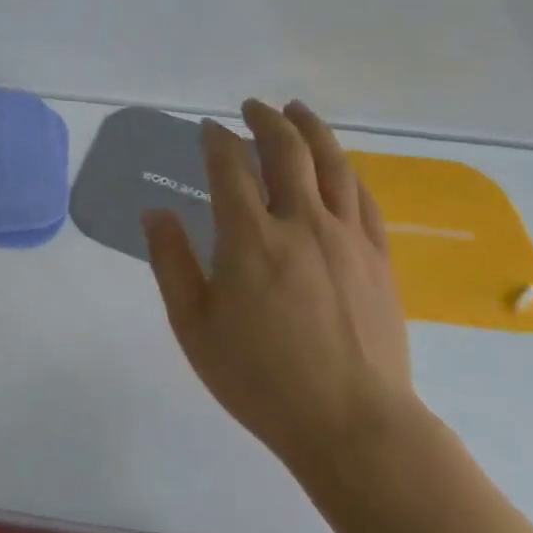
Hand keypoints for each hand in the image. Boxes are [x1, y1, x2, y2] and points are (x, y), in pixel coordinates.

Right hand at [141, 99, 419, 482]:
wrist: (353, 425)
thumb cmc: (261, 379)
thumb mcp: (194, 325)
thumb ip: (171, 262)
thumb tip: (154, 212)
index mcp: (250, 237)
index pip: (230, 167)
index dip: (216, 140)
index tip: (208, 129)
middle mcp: (301, 223)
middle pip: (287, 150)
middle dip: (266, 119)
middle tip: (252, 107)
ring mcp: (346, 237)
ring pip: (332, 163)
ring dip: (311, 130)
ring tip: (297, 112)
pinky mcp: (378, 257)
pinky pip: (364, 197)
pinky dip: (346, 170)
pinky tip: (338, 165)